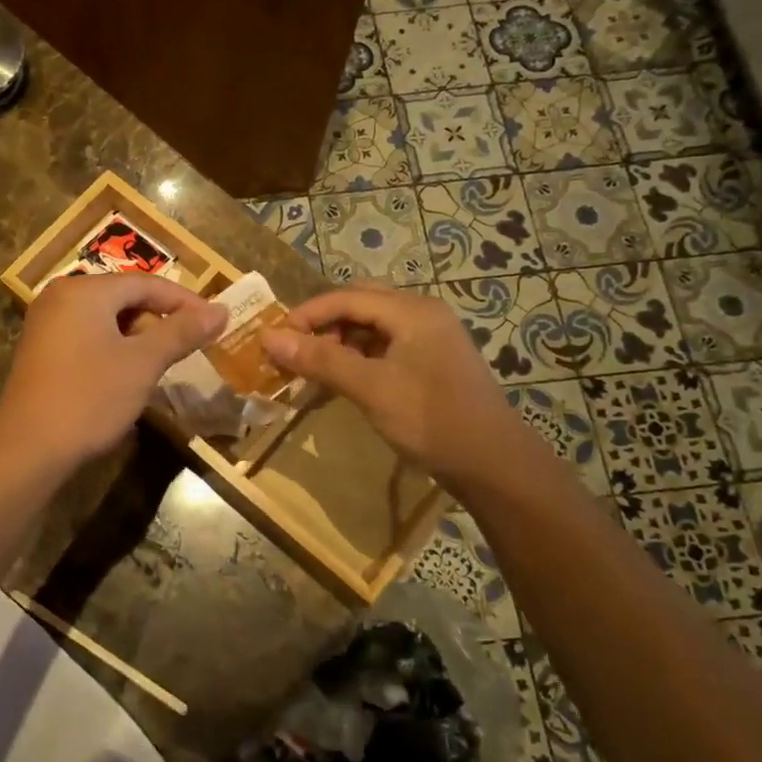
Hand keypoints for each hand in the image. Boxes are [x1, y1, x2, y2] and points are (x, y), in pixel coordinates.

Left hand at [0, 273, 225, 477]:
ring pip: (106, 320)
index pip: (146, 283)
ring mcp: (46, 324)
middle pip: (124, 297)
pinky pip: (88, 336)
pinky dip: (114, 349)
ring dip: (138, 337)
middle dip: (160, 320)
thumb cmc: (90, 397)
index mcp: (85, 290)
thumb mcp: (143, 363)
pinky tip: (127, 375)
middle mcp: (61, 297)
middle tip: (190, 345)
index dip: (185, 301)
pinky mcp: (41, 351)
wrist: (29, 448)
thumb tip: (220, 310)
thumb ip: (182, 332)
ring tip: (162, 363)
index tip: (215, 321)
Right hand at [259, 286, 533, 483]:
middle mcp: (421, 315)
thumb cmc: (431, 420)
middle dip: (322, 325)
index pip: (346, 297)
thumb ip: (319, 360)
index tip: (274, 340)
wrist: (493, 465)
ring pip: (370, 327)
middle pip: (359, 304)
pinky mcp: (430, 363)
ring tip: (312, 369)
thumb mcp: (370, 388)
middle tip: (295, 352)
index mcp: (412, 311)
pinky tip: (340, 381)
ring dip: (338, 342)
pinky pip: (383, 347)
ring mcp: (429, 339)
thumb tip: (267, 338)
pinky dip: (357, 357)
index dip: (306, 315)